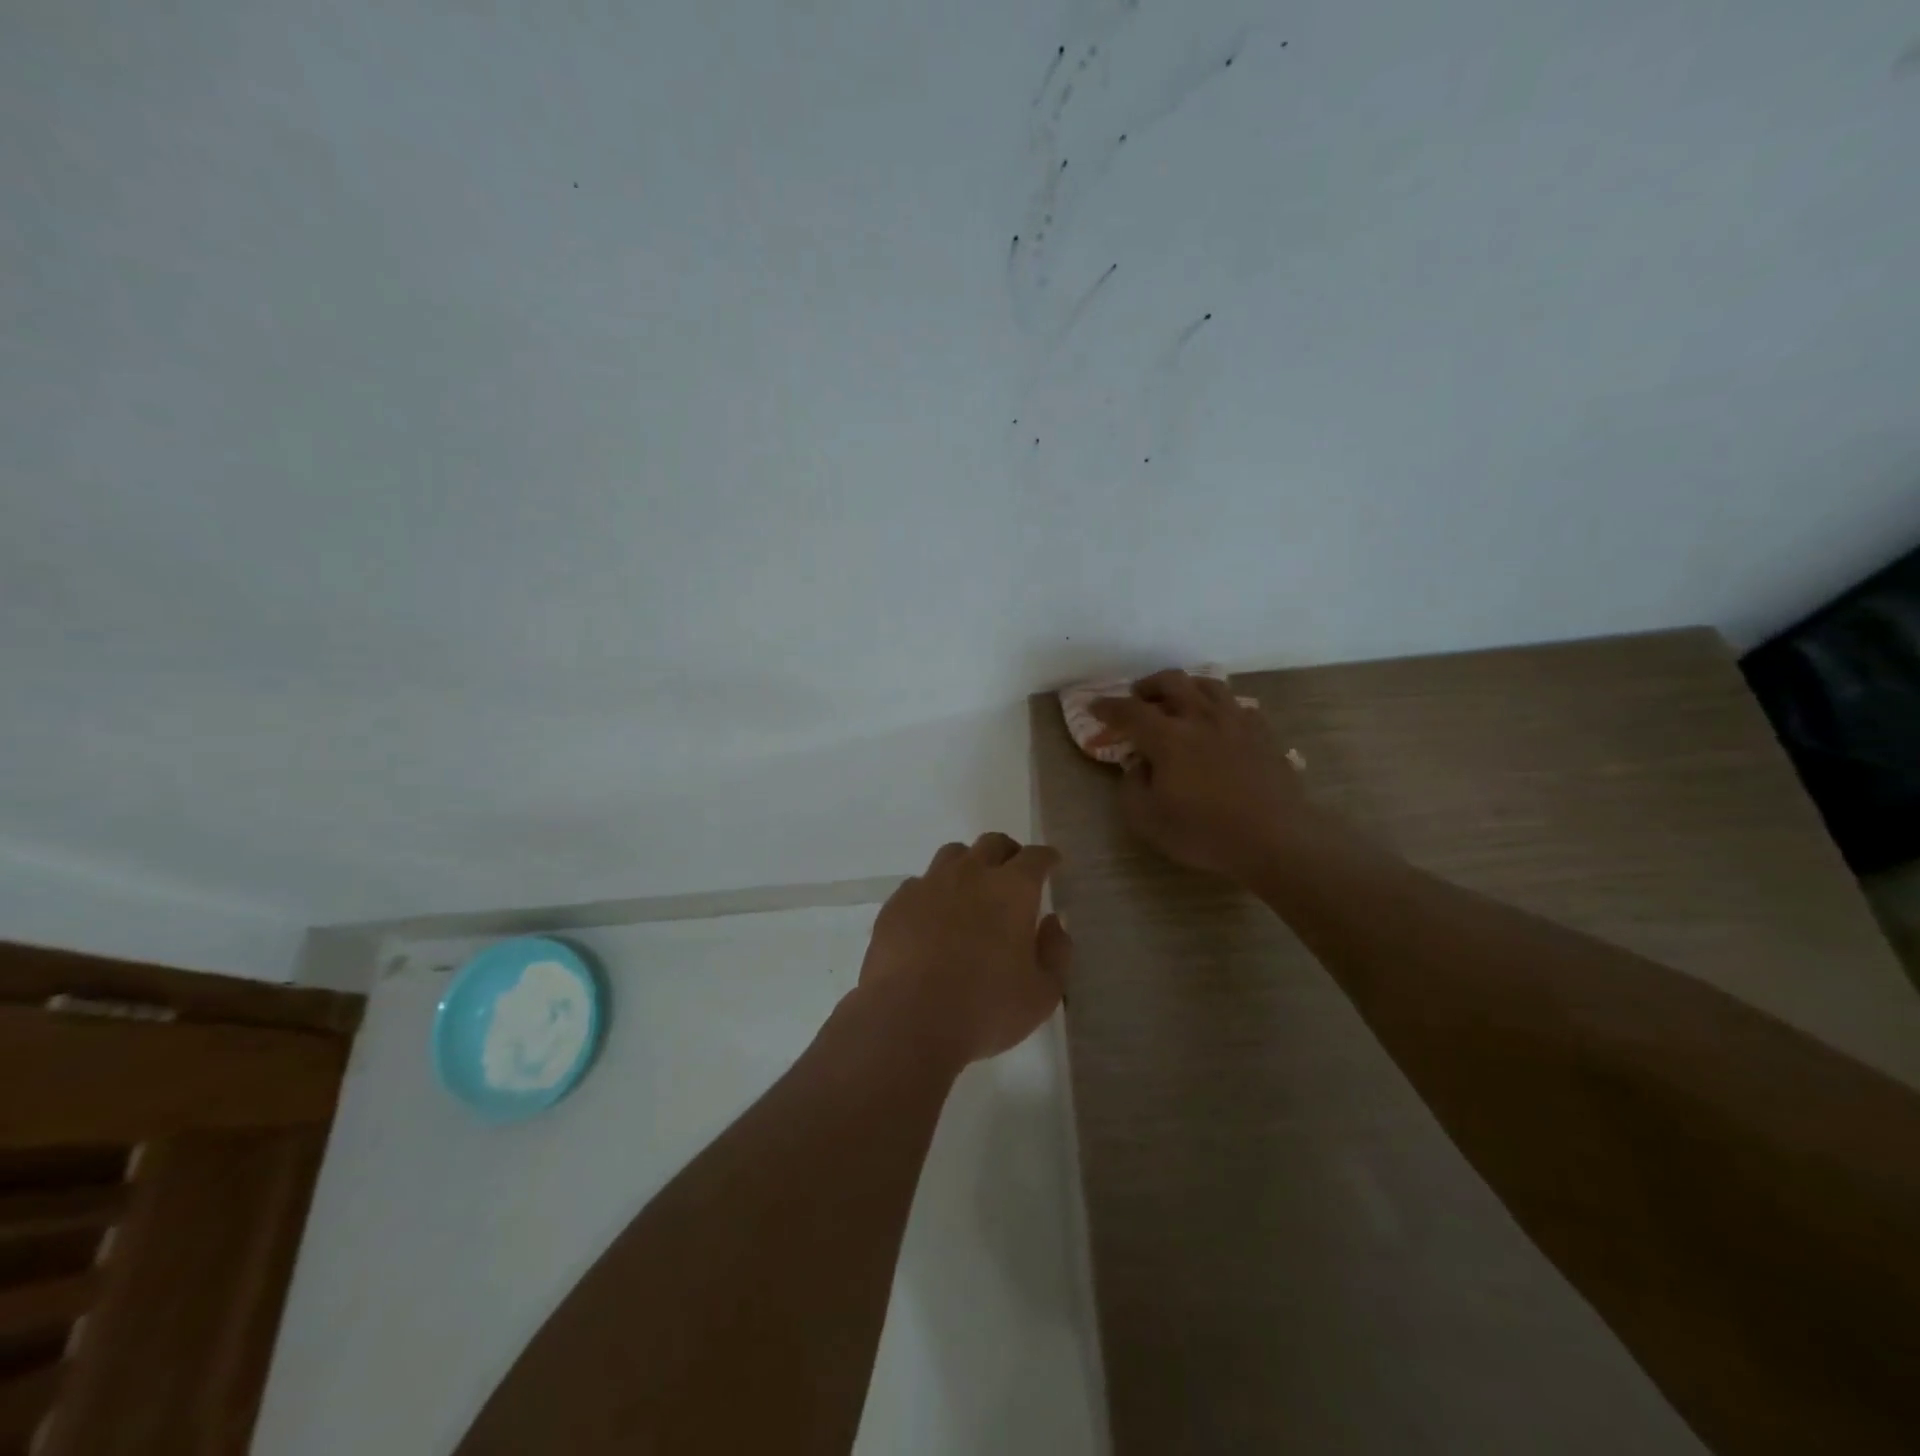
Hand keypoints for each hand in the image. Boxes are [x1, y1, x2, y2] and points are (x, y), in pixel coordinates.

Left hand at [858, 833, 1072, 1064]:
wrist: (909, 1019)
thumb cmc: (986, 1009)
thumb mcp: (1043, 993)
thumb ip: (1055, 952)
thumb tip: (1052, 922)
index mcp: (1012, 889)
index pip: (1035, 857)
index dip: (1046, 858)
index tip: (1051, 863)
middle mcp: (971, 874)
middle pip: (992, 843)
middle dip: (1008, 853)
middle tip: (1012, 874)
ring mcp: (929, 884)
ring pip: (953, 855)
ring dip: (968, 865)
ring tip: (970, 891)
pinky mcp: (897, 903)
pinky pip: (919, 884)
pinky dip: (932, 893)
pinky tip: (932, 918)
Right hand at [1090, 669, 1310, 881]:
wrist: (1275, 839)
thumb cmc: (1205, 833)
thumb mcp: (1148, 820)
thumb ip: (1132, 786)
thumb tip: (1138, 765)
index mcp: (1168, 737)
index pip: (1130, 711)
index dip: (1108, 707)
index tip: (1094, 707)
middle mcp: (1200, 718)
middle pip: (1171, 682)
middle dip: (1148, 686)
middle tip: (1137, 698)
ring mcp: (1236, 722)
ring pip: (1208, 685)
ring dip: (1186, 687)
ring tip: (1178, 701)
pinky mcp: (1263, 734)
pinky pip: (1237, 706)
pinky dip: (1220, 707)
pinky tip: (1218, 722)